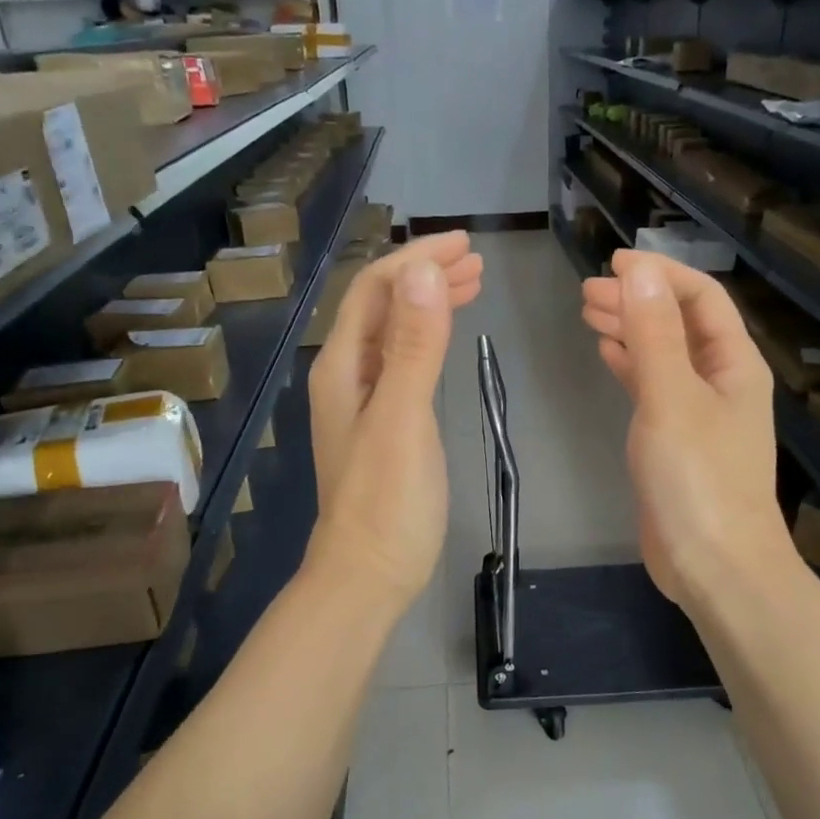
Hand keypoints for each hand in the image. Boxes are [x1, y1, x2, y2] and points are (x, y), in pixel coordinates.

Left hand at [306, 232, 483, 614]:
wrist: (369, 573)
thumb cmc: (387, 500)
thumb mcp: (404, 417)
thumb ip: (415, 345)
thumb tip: (425, 270)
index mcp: (343, 367)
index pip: (375, 290)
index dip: (416, 260)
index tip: (465, 245)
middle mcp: (347, 376)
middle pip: (382, 307)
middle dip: (425, 276)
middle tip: (476, 261)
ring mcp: (364, 402)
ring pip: (394, 334)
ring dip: (428, 304)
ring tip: (472, 286)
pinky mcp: (384, 426)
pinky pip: (403, 364)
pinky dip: (429, 340)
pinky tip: (448, 340)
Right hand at [581, 250, 789, 608]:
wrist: (714, 565)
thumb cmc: (697, 478)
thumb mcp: (671, 397)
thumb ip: (654, 333)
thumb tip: (640, 271)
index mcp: (734, 364)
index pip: (702, 298)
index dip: (661, 274)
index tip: (614, 262)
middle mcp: (721, 382)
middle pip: (680, 323)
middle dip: (639, 300)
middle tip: (588, 290)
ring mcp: (699, 414)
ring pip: (663, 355)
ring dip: (631, 329)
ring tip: (589, 312)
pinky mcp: (676, 442)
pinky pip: (653, 389)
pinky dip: (630, 366)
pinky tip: (607, 353)